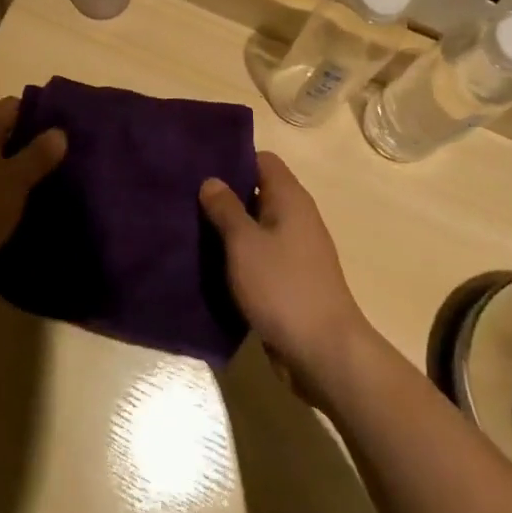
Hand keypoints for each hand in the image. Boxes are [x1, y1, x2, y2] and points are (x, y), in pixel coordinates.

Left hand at [0, 97, 65, 302]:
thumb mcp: (13, 182)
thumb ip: (37, 155)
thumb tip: (60, 130)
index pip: (16, 105)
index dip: (42, 115)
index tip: (69, 131)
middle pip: (4, 133)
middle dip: (32, 146)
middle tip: (66, 162)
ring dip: (17, 172)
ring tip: (51, 187)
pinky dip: (1, 193)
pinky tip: (22, 210)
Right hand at [200, 150, 375, 404]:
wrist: (324, 354)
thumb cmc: (283, 287)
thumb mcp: (244, 243)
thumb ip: (225, 208)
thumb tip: (211, 180)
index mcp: (290, 199)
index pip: (262, 160)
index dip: (234, 159)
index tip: (201, 166)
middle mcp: (296, 218)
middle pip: (258, 192)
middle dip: (225, 195)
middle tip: (186, 197)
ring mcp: (295, 251)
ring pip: (256, 227)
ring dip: (229, 229)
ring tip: (190, 228)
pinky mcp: (290, 281)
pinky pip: (260, 257)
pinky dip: (238, 257)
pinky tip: (210, 264)